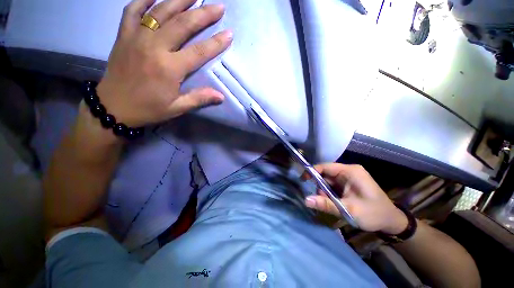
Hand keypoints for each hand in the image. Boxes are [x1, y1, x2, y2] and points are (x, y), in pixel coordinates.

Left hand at [97, 0, 232, 126]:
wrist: (113, 107)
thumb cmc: (148, 109)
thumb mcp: (177, 108)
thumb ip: (199, 99)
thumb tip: (221, 96)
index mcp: (169, 68)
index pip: (199, 52)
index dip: (216, 43)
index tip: (229, 34)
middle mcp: (154, 47)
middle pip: (182, 24)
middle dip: (203, 14)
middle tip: (218, 6)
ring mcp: (136, 38)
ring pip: (160, 11)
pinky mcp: (124, 35)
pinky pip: (133, 10)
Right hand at [304, 163, 407, 233]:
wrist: (392, 221)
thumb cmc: (373, 214)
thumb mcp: (348, 210)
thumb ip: (326, 204)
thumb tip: (305, 200)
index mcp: (350, 171)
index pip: (325, 166)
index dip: (312, 172)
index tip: (303, 180)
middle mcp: (348, 171)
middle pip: (326, 174)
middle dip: (321, 186)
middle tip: (322, 200)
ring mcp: (349, 177)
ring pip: (328, 181)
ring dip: (326, 192)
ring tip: (332, 205)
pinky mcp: (349, 184)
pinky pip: (334, 185)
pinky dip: (331, 194)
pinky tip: (335, 203)